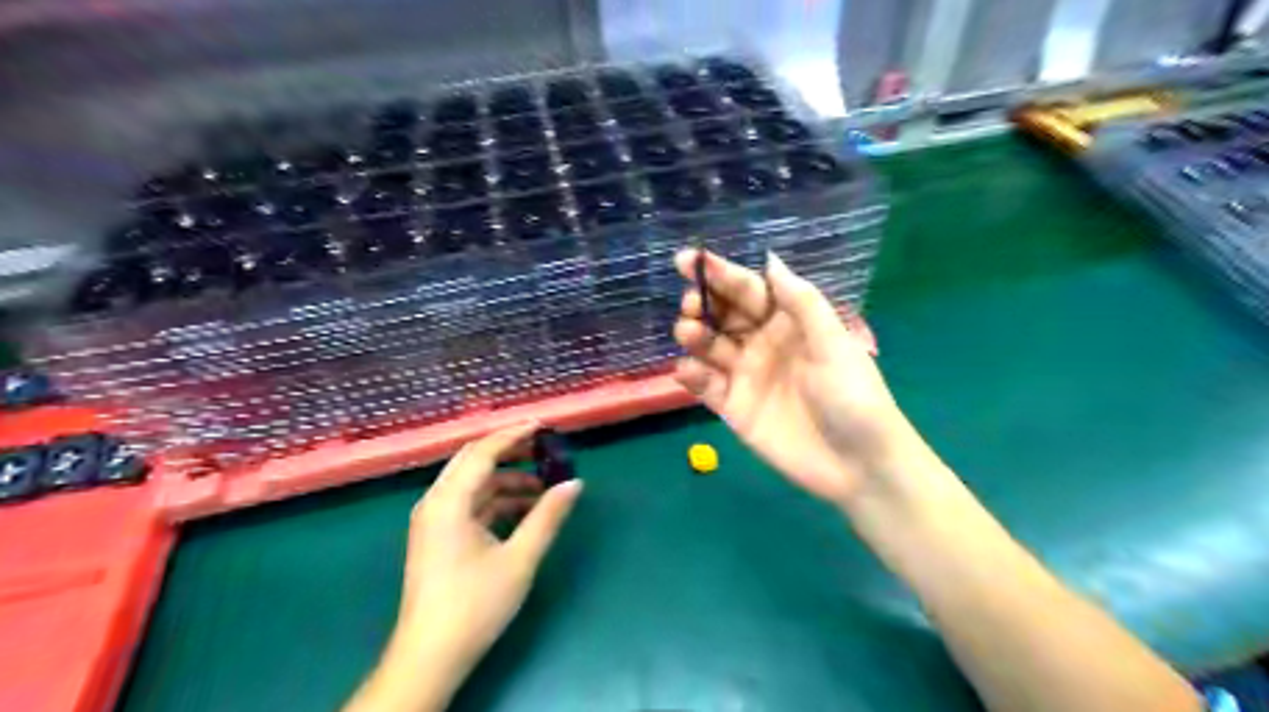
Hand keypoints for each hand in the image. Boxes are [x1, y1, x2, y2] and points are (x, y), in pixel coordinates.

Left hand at [344, 426, 582, 708]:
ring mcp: (434, 521)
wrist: (430, 657)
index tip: (543, 426)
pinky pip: (469, 504)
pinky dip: (496, 500)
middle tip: (544, 449)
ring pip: (472, 483)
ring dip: (506, 479)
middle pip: (473, 461)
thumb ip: (548, 517)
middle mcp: (435, 503)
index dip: (513, 434)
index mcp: (449, 502)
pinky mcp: (438, 537)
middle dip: (509, 451)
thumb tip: (574, 483)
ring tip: (543, 487)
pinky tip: (523, 512)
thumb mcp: (519, 559)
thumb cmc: (475, 605)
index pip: (483, 452)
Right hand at [674, 249, 929, 505]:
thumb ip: (801, 302)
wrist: (859, 465)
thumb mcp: (833, 343)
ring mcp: (745, 376)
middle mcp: (762, 344)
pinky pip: (705, 386)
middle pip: (722, 315)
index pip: (748, 290)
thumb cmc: (853, 396)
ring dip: (693, 335)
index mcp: (787, 323)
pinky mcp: (733, 408)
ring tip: (688, 331)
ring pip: (708, 347)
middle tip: (691, 304)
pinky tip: (689, 371)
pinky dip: (692, 375)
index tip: (691, 260)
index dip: (720, 273)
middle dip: (702, 303)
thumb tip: (769, 258)